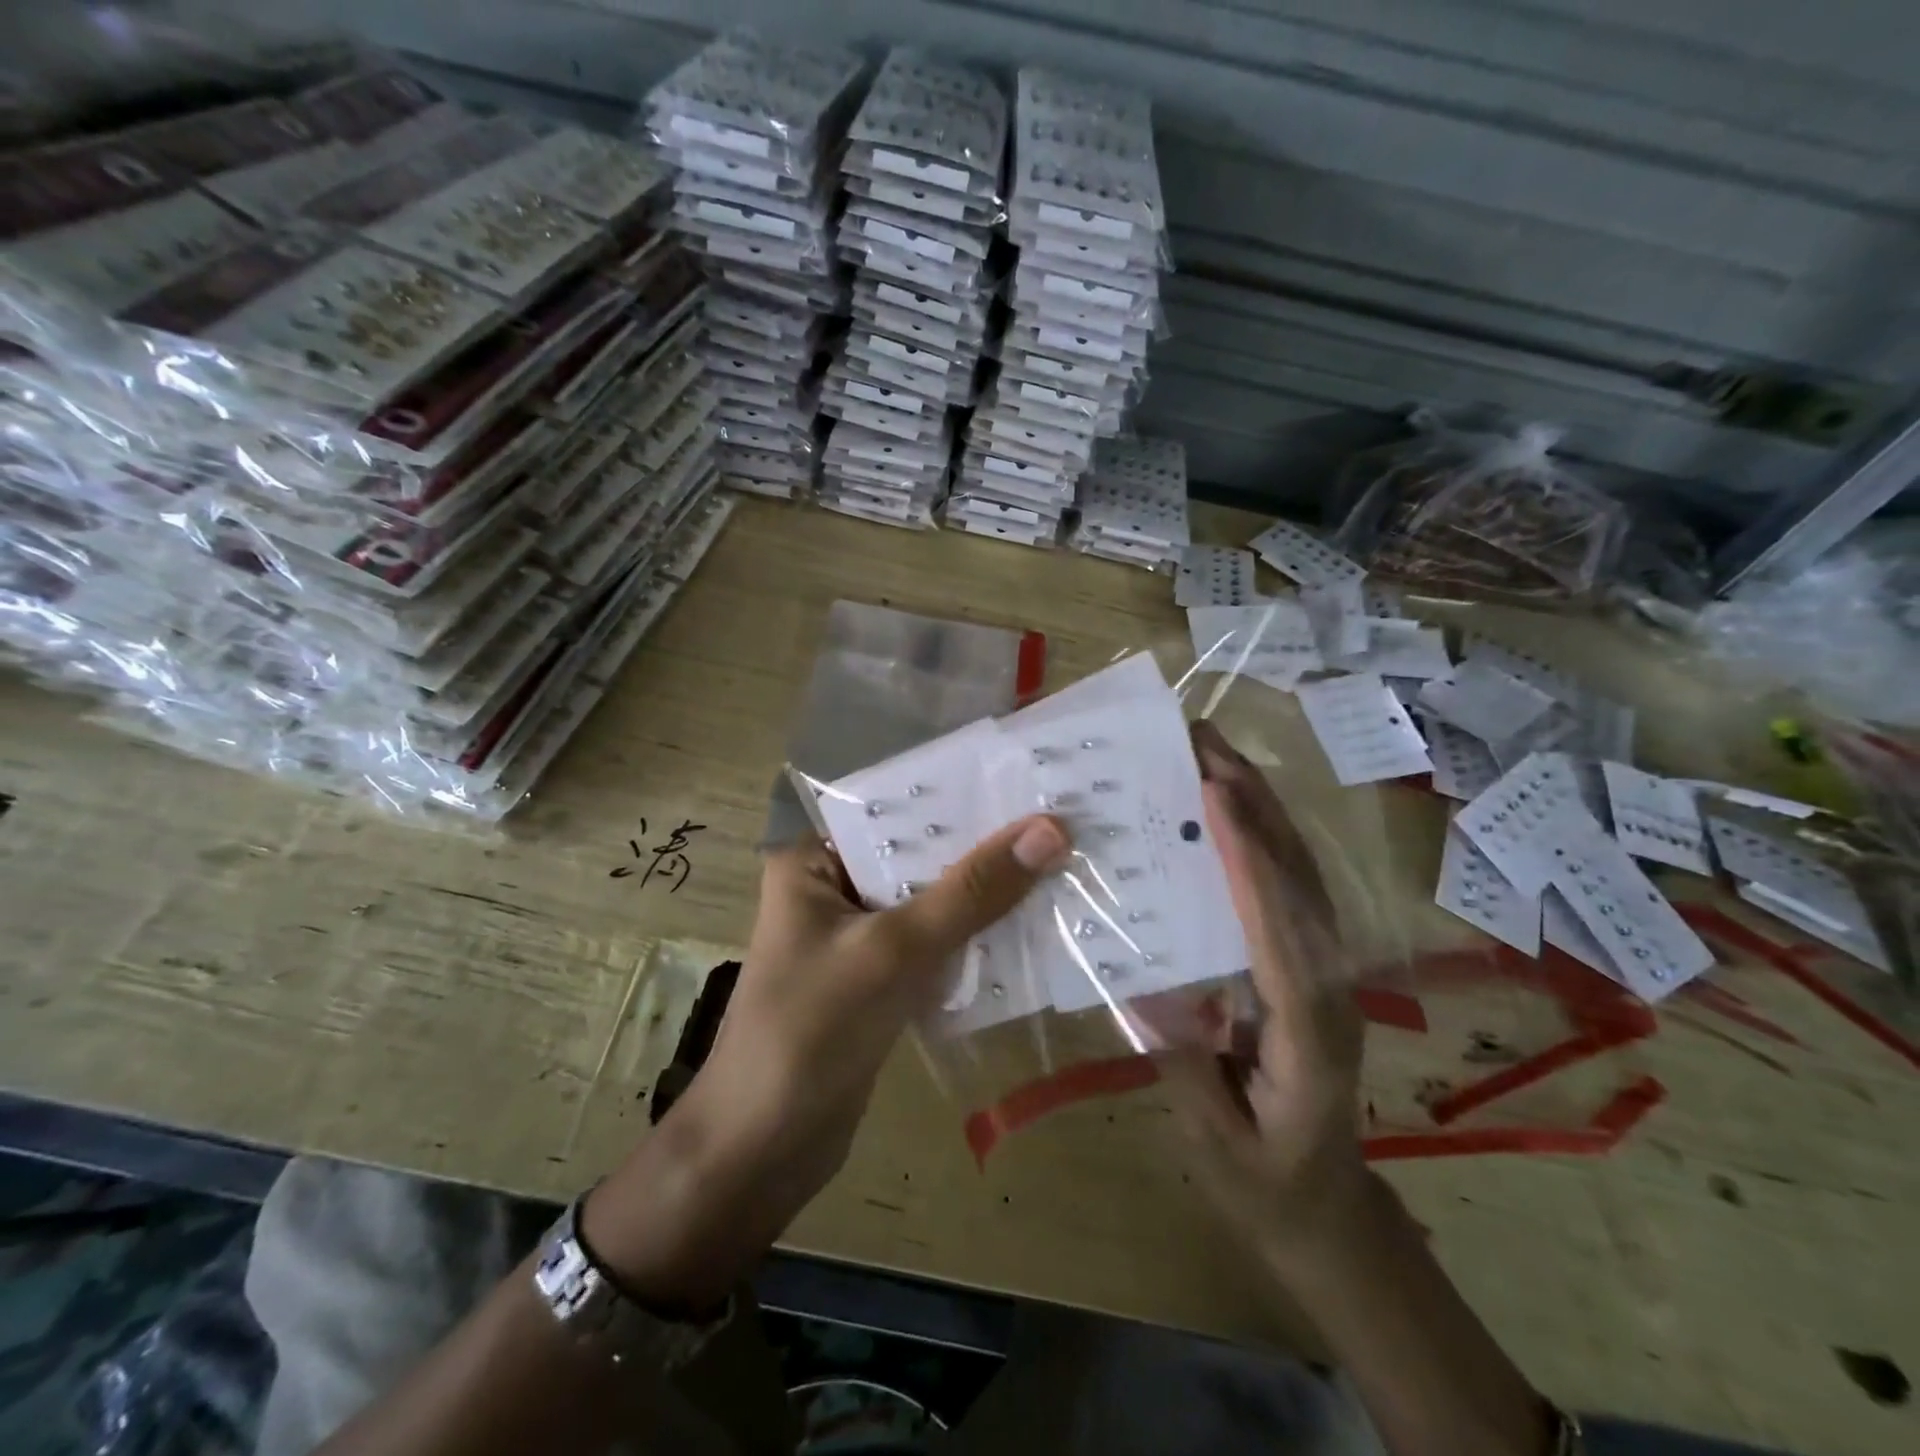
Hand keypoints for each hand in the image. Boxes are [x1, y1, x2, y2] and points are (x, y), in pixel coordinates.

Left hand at [586, 814, 1071, 1306]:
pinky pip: (935, 945)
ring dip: (987, 895)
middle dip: (984, 849)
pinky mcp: (878, 980)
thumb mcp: (894, 951)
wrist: (761, 1154)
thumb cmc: (811, 1034)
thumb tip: (1050, 830)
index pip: (898, 811)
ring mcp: (856, 937)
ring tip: (1063, 864)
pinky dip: (975, 939)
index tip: (1033, 783)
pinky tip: (1033, 927)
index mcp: (814, 861)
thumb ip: (971, 892)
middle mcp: (834, 888)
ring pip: (933, 902)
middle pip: (920, 856)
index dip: (962, 797)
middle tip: (1065, 824)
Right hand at [1162, 721, 1369, 1257]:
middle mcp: (1329, 983)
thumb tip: (1141, 981)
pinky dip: (1264, 836)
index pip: (1277, 930)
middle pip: (1299, 880)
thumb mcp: (1215, 1139)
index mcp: (1306, 1029)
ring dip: (1262, 806)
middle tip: (1203, 741)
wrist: (1327, 1207)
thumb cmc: (1266, 1180)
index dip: (1248, 859)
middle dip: (1255, 803)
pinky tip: (1232, 808)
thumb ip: (1184, 1063)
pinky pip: (1292, 888)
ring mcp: (1327, 968)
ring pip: (1302, 873)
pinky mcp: (1312, 962)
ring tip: (1214, 754)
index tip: (1213, 794)